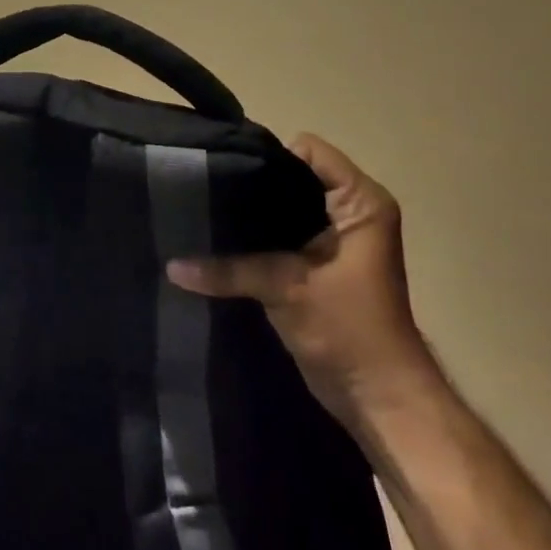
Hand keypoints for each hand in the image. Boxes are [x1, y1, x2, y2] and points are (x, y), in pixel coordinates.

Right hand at [167, 134, 437, 428]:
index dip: (268, 156)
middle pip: (291, 176)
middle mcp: (349, 211)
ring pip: (282, 208)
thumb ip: (229, 269)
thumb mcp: (287, 288)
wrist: (379, 399)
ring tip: (204, 213)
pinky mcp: (316, 264)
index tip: (225, 169)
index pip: (308, 150)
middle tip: (203, 189)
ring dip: (250, 215)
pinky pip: (279, 235)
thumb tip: (171, 265)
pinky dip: (254, 238)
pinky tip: (218, 241)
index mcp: (360, 202)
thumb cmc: (350, 331)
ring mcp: (333, 239)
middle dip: (251, 184)